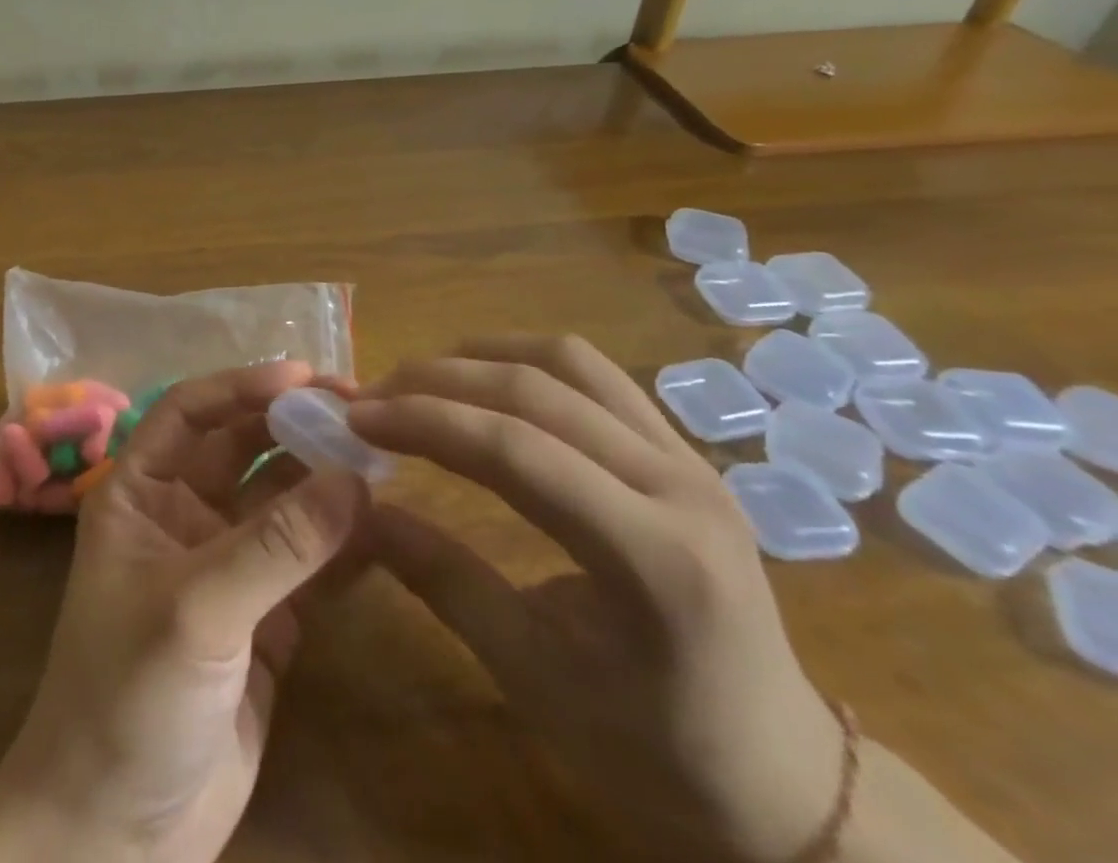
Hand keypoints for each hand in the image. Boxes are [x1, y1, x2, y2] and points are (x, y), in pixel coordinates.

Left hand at [0, 361, 369, 862]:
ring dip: (326, 479)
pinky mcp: (266, 618)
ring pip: (282, 502)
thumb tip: (354, 478)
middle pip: (243, 448)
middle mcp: (183, 515)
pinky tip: (386, 524)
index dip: (242, 386)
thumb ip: (276, 546)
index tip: (305, 375)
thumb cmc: (127, 697)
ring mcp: (227, 566)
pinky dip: (344, 543)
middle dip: (295, 425)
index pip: (190, 412)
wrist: (117, 836)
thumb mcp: (197, 611)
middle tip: (362, 410)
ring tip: (384, 458)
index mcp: (141, 492)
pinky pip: (309, 562)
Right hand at [349, 336, 845, 862]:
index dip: (424, 421)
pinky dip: (525, 362)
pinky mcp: (684, 452)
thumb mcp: (532, 675)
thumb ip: (441, 579)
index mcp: (656, 559)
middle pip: (537, 393)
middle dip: (439, 382)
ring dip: (481, 357)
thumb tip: (356, 513)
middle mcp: (682, 487)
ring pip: (569, 363)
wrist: (783, 782)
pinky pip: (595, 377)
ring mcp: (691, 460)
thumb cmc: (654, 751)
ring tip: (420, 378)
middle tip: (373, 395)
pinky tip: (483, 381)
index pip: (517, 451)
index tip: (356, 417)